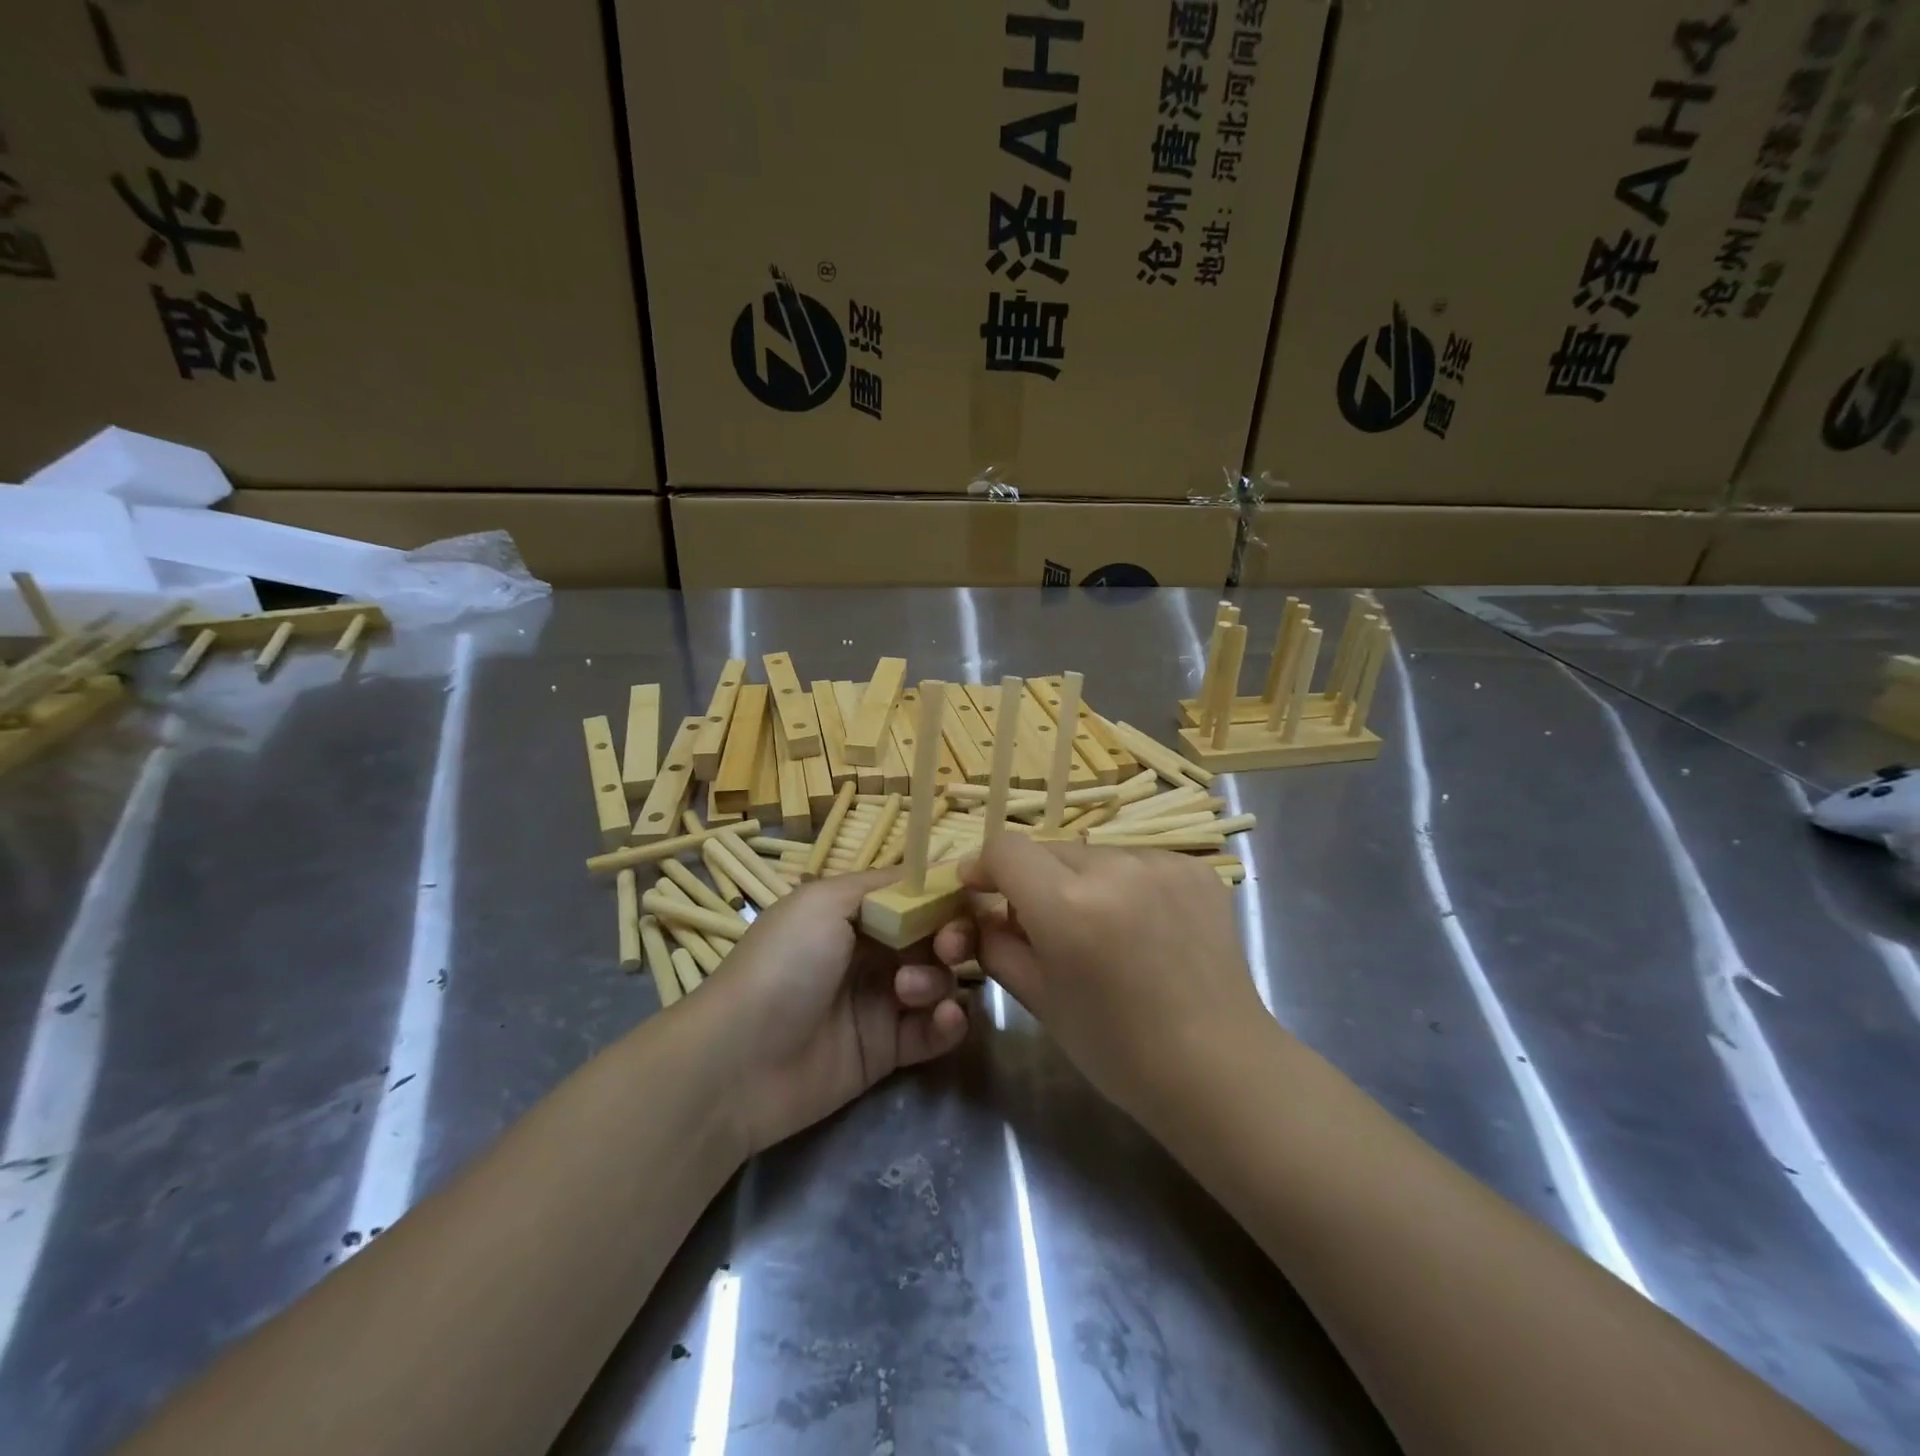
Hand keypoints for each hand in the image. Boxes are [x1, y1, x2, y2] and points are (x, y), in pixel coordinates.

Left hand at [701, 870, 969, 1156]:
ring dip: (938, 980)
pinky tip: (942, 1019)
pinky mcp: (888, 1050)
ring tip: (907, 991)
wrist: (740, 1060)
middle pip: (934, 938)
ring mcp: (881, 1002)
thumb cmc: (784, 964)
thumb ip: (884, 886)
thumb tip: (937, 870)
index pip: (915, 897)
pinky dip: (947, 1023)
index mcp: (855, 914)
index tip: (972, 900)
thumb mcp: (824, 902)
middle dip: (952, 937)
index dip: (946, 896)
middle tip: (949, 947)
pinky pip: (934, 1031)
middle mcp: (872, 953)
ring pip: (939, 982)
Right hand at [935, 836, 1264, 1124]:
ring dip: (1083, 882)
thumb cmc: (1118, 1048)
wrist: (1219, 1068)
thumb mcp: (1039, 999)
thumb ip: (997, 946)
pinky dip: (1128, 885)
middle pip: (1050, 851)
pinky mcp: (1196, 869)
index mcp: (1066, 904)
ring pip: (1095, 856)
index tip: (982, 891)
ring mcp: (1161, 863)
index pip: (1005, 849)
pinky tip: (1144, 927)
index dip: (985, 867)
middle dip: (1035, 881)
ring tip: (1103, 930)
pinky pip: (1139, 862)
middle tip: (1045, 926)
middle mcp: (1114, 868)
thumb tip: (983, 914)